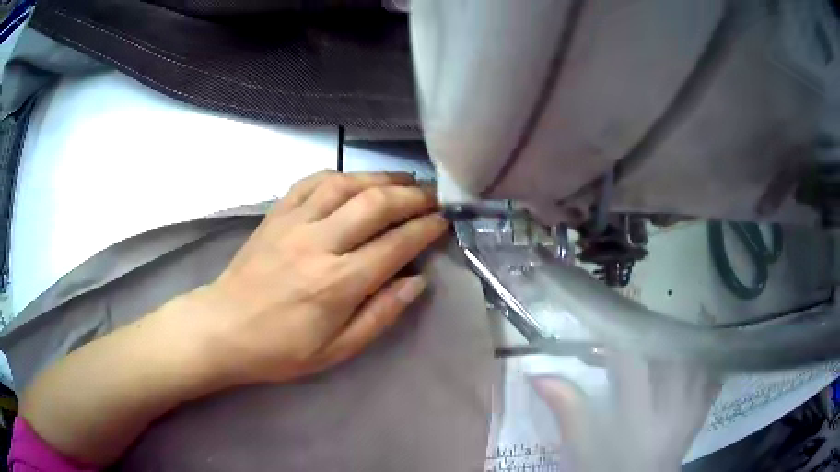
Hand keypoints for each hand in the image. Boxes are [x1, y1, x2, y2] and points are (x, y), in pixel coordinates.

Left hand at [179, 171, 448, 385]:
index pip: (395, 246)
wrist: (223, 328)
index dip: (425, 230)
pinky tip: (354, 179)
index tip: (443, 222)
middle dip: (412, 196)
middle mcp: (318, 244)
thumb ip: (380, 315)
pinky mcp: (276, 214)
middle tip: (433, 197)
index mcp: (337, 283)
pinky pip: (311, 181)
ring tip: (404, 181)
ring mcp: (294, 223)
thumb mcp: (337, 350)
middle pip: (375, 205)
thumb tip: (417, 282)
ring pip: (346, 184)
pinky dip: (340, 175)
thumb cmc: (280, 349)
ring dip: (381, 178)